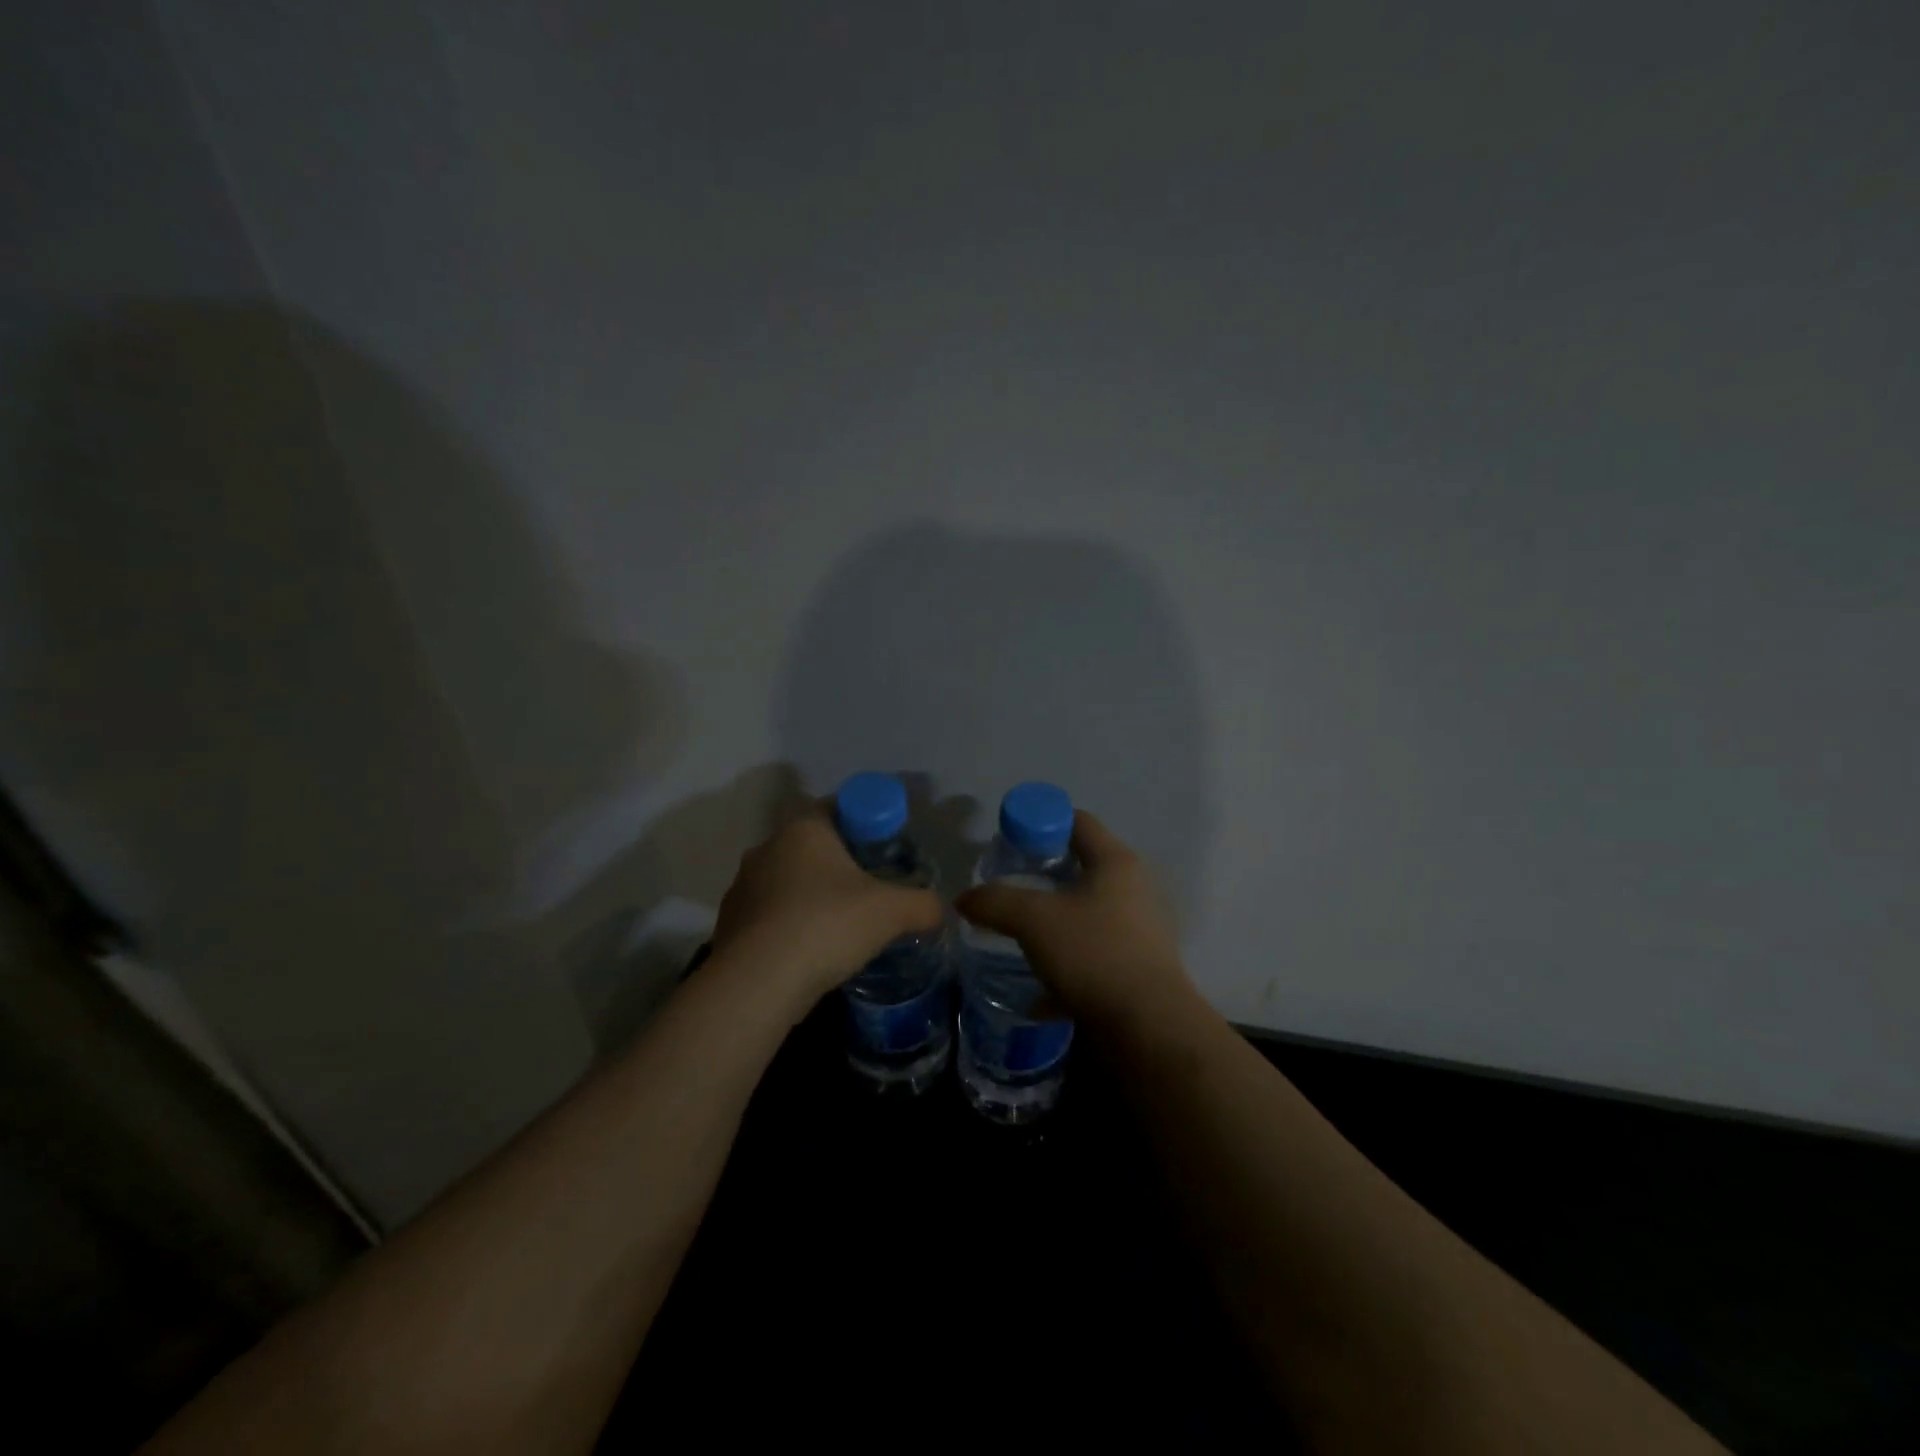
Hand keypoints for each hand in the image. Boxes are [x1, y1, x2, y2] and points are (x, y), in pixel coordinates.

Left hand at [710, 802, 943, 1001]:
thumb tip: (940, 910)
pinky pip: (770, 915)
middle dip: (840, 863)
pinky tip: (810, 951)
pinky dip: (790, 926)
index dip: (865, 823)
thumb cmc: (826, 926)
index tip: (885, 849)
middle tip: (871, 888)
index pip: (837, 807)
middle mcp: (767, 847)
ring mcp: (742, 886)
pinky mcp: (729, 923)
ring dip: (812, 896)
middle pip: (813, 845)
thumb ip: (923, 904)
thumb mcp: (891, 912)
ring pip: (788, 881)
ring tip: (841, 925)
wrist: (757, 984)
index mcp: (804, 829)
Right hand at [956, 810, 1193, 1026]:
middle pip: (1081, 866)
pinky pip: (1090, 956)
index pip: (1077, 821)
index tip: (1009, 841)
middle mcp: (1132, 889)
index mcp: (1115, 863)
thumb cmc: (1094, 954)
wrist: (1148, 1028)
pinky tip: (1036, 992)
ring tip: (1016, 933)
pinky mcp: (1134, 968)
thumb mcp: (1033, 921)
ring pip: (1084, 914)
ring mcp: (1137, 930)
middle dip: (1041, 874)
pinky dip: (1064, 967)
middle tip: (1006, 884)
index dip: (1040, 822)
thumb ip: (995, 902)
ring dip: (1052, 922)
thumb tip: (963, 899)